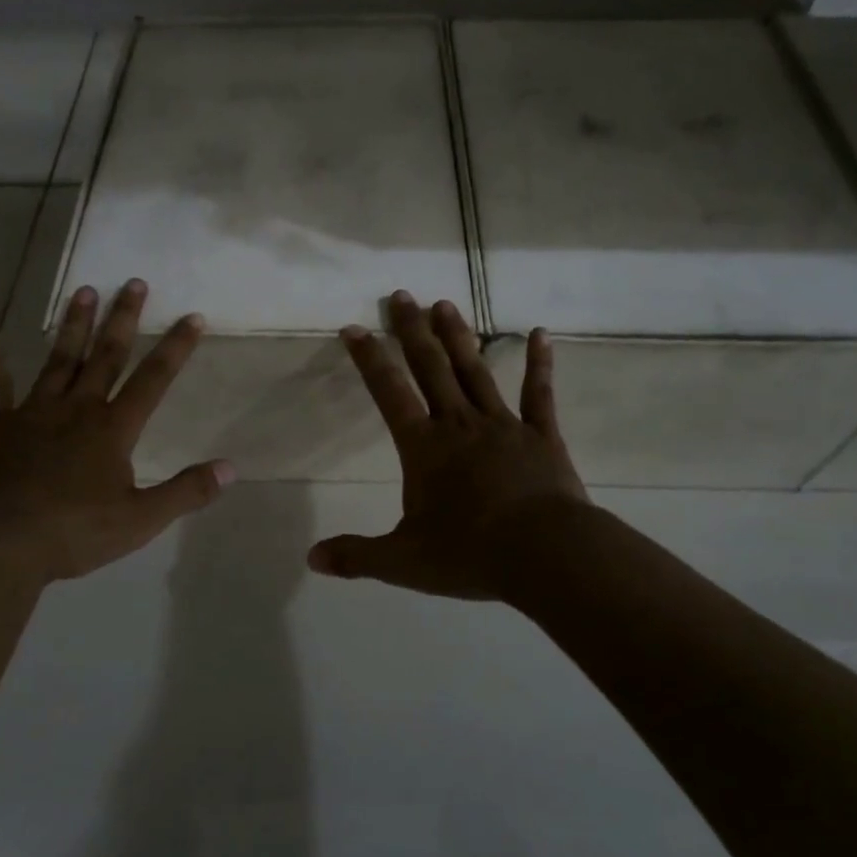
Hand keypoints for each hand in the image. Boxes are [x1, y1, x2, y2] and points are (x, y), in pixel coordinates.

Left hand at [0, 280, 232, 587]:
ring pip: (59, 360)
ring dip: (74, 326)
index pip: (153, 379)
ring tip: (84, 290)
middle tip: (134, 282)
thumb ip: (186, 492)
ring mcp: (34, 413)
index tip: (192, 317)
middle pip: (106, 356)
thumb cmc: (74, 532)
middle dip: (123, 319)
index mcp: (113, 428)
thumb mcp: (141, 520)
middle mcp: (78, 408)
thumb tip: (231, 469)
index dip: (175, 348)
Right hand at [308, 291, 590, 598]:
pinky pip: (538, 394)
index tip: (354, 328)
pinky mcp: (541, 436)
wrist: (545, 553)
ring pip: (476, 372)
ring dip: (459, 337)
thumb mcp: (403, 562)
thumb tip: (312, 559)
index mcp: (424, 448)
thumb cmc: (470, 554)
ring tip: (445, 304)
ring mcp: (503, 425)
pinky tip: (541, 334)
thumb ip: (357, 557)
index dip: (369, 359)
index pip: (388, 394)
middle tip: (402, 295)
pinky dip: (539, 364)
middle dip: (413, 331)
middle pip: (431, 369)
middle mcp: (459, 425)